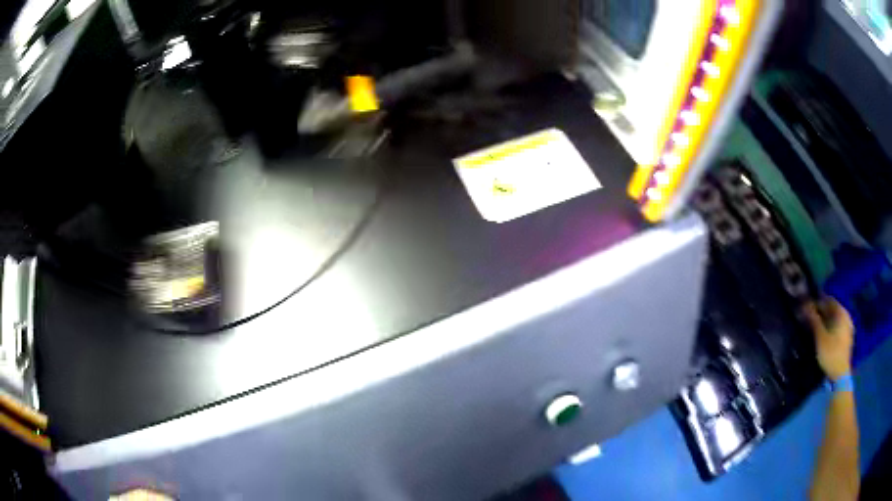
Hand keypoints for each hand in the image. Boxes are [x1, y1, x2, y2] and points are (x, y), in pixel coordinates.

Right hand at [804, 298, 853, 379]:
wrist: (840, 375)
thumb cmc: (830, 354)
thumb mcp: (820, 337)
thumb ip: (813, 319)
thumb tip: (804, 304)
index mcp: (841, 312)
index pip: (828, 300)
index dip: (817, 303)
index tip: (807, 308)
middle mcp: (846, 315)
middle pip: (832, 309)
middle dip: (822, 312)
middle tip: (810, 319)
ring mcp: (848, 327)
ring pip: (835, 319)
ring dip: (826, 321)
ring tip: (816, 328)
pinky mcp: (847, 337)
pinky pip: (838, 327)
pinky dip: (831, 327)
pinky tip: (825, 335)